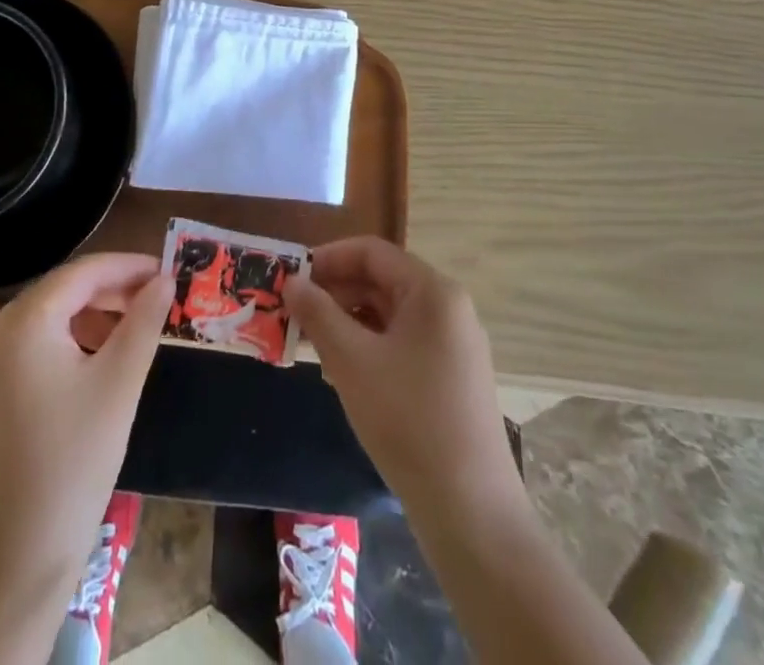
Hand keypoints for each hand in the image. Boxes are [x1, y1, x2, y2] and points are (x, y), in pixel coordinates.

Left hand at [0, 253, 173, 604]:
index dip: (127, 266)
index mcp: (25, 322)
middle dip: (112, 288)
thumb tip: (164, 279)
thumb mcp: (120, 383)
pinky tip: (104, 353)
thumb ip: (144, 321)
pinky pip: (39, 342)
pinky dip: (74, 337)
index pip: (82, 272)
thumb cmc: (76, 460)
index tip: (166, 269)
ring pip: (52, 315)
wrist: (21, 553)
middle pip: (64, 290)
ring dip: (95, 312)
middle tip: (158, 296)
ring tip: (138, 324)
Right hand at [290, 237, 516, 511]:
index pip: (371, 252)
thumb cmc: (408, 420)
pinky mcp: (452, 377)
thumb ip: (318, 314)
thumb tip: (292, 282)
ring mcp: (454, 345)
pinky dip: (369, 346)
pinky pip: (402, 342)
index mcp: (432, 292)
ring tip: (311, 344)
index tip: (292, 278)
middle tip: (294, 313)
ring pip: (389, 314)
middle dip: (335, 292)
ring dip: (348, 321)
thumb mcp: (351, 361)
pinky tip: (342, 372)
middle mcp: (448, 308)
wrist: (471, 512)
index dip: (328, 258)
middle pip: (381, 281)